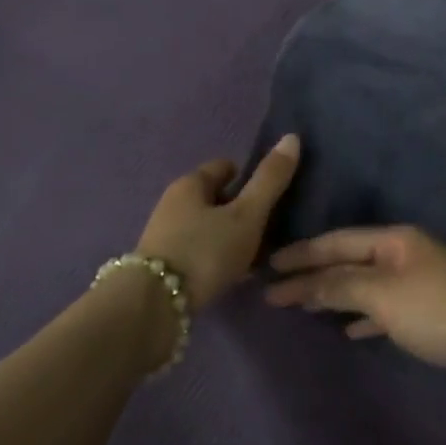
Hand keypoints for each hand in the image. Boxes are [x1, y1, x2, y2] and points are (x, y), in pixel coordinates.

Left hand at [136, 136, 300, 311]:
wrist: (153, 307)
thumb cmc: (205, 251)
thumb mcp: (247, 215)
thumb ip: (270, 180)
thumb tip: (292, 137)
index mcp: (190, 184)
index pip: (224, 167)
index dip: (248, 177)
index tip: (269, 195)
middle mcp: (172, 203)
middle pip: (214, 198)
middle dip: (238, 209)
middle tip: (266, 228)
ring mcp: (164, 235)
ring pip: (205, 226)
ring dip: (227, 236)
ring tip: (253, 255)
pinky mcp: (161, 265)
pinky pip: (197, 251)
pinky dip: (215, 257)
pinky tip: (231, 274)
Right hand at [265, 226, 445, 399]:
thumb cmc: (438, 311)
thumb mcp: (383, 295)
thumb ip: (340, 286)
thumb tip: (300, 283)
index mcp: (395, 240)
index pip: (338, 242)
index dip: (302, 253)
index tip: (268, 266)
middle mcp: (406, 254)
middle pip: (350, 262)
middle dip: (314, 275)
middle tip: (275, 289)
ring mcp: (419, 283)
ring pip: (366, 285)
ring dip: (335, 295)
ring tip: (302, 306)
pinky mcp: (429, 314)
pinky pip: (383, 309)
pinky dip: (362, 317)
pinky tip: (348, 330)